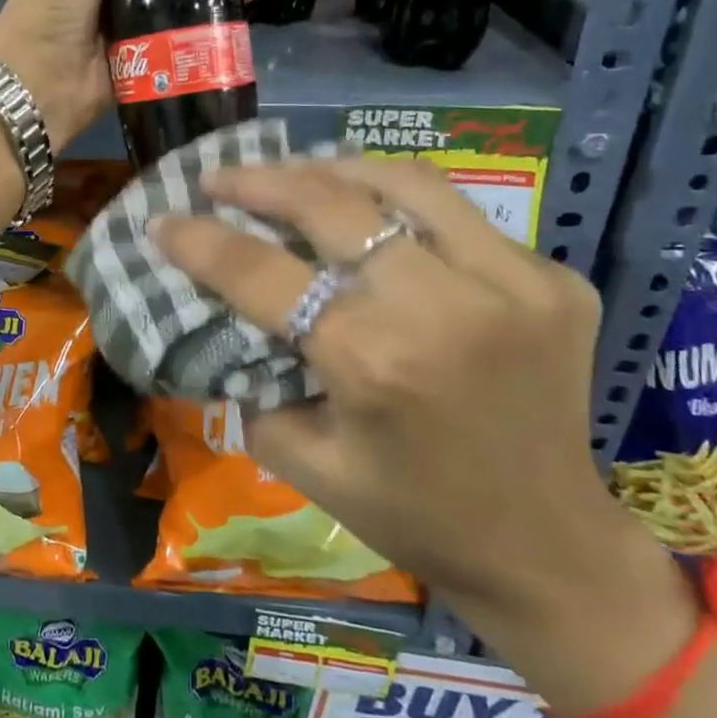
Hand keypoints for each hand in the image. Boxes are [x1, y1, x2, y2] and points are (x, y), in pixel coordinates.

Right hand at [153, 157, 696, 712]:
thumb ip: (253, 382)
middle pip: (331, 203)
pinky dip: (400, 207)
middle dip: (259, 181)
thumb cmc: (413, 516)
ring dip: (332, 170)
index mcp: (374, 362)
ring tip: (292, 174)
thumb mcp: (305, 463)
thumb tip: (224, 316)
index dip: (200, 240)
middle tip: (220, 178)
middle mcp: (444, 306)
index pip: (262, 274)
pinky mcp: (553, 280)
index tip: (163, 219)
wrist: (549, 547)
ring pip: (403, 182)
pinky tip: (372, 217)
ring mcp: (513, 283)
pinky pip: (459, 217)